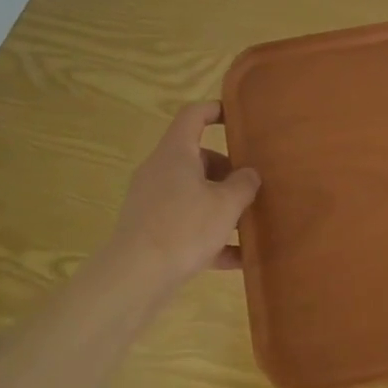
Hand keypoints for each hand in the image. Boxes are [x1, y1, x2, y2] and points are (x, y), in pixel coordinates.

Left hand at [108, 101, 261, 289]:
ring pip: (192, 193)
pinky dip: (209, 235)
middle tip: (252, 186)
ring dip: (220, 205)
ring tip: (249, 223)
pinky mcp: (149, 231)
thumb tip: (249, 174)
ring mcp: (152, 202)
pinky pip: (185, 224)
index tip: (238, 118)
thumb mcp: (226, 204)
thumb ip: (243, 185)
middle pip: (196, 158)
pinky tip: (236, 258)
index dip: (216, 110)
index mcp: (176, 153)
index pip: (193, 115)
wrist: (135, 277)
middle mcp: (160, 171)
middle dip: (226, 171)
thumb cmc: (184, 227)